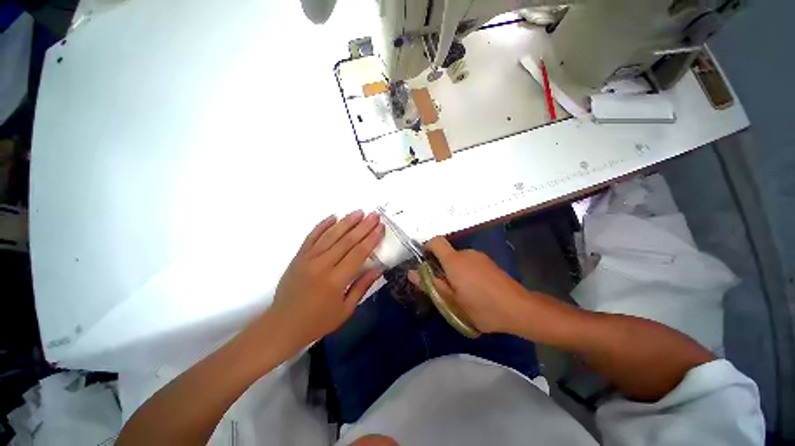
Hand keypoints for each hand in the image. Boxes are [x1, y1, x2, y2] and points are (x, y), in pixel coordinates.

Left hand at [264, 211, 384, 351]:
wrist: (282, 325)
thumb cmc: (317, 321)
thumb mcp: (345, 310)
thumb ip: (362, 287)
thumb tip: (378, 269)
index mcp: (336, 280)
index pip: (359, 253)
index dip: (371, 238)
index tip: (380, 227)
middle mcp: (322, 265)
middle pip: (347, 240)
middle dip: (363, 226)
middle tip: (374, 215)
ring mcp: (308, 258)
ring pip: (330, 235)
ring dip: (346, 222)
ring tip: (359, 212)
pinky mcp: (298, 257)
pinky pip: (311, 237)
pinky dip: (322, 225)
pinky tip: (333, 216)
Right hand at [408, 236, 530, 334]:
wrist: (519, 309)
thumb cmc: (481, 307)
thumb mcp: (451, 301)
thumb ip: (430, 285)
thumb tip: (412, 273)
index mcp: (454, 261)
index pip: (436, 241)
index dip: (427, 248)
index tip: (425, 263)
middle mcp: (466, 253)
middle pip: (447, 253)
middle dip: (441, 266)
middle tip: (444, 288)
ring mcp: (479, 256)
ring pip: (458, 259)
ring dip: (454, 271)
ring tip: (461, 292)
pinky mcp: (489, 262)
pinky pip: (470, 262)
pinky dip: (466, 271)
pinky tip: (475, 290)